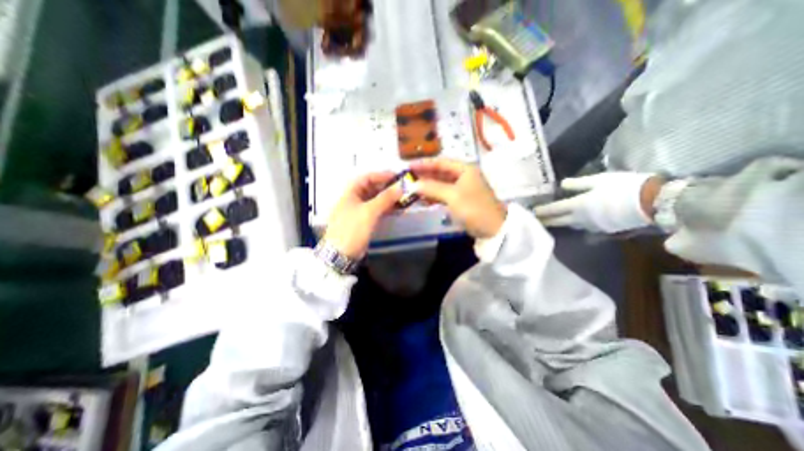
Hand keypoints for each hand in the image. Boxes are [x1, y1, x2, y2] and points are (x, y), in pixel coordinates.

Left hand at [324, 170, 402, 258]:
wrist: (341, 254)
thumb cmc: (352, 229)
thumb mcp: (369, 212)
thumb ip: (385, 198)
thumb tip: (400, 187)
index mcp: (350, 192)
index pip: (367, 177)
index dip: (382, 175)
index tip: (398, 177)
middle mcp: (354, 198)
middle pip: (373, 188)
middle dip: (388, 187)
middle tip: (403, 189)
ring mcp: (359, 210)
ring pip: (376, 199)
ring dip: (389, 198)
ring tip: (404, 198)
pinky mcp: (364, 220)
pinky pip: (377, 210)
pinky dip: (387, 208)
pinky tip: (397, 208)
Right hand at [411, 156, 503, 236]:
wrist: (493, 229)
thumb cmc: (474, 208)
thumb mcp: (452, 196)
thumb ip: (432, 188)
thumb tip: (412, 184)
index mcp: (465, 169)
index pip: (441, 162)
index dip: (424, 163)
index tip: (409, 166)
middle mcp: (463, 176)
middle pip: (440, 172)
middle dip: (424, 175)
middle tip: (408, 178)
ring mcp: (462, 188)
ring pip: (441, 184)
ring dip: (428, 186)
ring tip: (412, 188)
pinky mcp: (461, 200)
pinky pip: (444, 194)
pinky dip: (434, 196)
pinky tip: (423, 199)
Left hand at [532, 170, 666, 229]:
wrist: (652, 202)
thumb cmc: (623, 187)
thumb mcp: (599, 180)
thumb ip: (578, 184)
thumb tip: (561, 185)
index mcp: (577, 205)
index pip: (553, 209)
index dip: (541, 211)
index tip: (531, 212)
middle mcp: (580, 218)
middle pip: (558, 221)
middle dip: (546, 221)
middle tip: (535, 221)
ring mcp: (591, 226)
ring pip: (570, 225)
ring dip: (559, 223)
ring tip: (551, 222)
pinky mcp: (603, 230)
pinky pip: (584, 228)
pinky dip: (575, 225)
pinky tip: (574, 223)